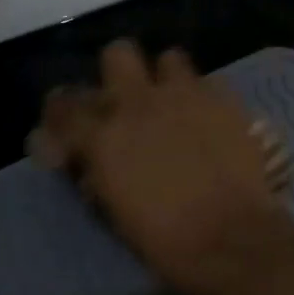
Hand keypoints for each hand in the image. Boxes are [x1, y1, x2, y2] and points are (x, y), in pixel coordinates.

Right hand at [35, 39, 292, 294]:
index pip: (65, 104)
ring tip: (174, 105)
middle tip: (127, 99)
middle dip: (119, 71)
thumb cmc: (165, 241)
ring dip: (166, 79)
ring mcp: (185, 92)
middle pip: (118, 53)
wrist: (231, 237)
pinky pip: (208, 81)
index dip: (61, 110)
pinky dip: (204, 97)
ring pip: (169, 58)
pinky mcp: (223, 96)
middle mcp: (140, 102)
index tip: (67, 121)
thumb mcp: (115, 211)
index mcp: (105, 136)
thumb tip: (87, 157)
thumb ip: (97, 171)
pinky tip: (210, 119)